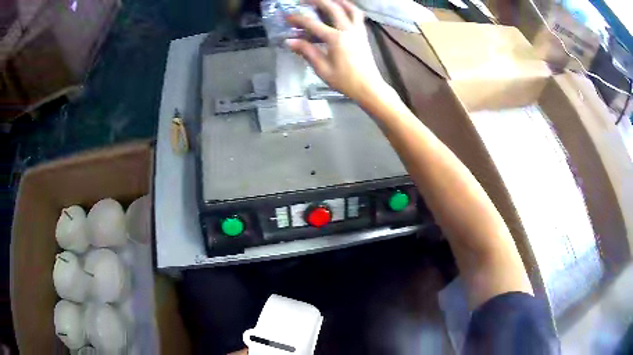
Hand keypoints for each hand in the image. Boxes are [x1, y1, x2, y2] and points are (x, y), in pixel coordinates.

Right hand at [286, 0, 389, 103]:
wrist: (369, 88)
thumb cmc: (345, 81)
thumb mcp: (322, 69)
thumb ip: (307, 52)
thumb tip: (289, 41)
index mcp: (335, 39)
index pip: (312, 24)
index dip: (298, 19)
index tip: (287, 17)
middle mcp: (348, 30)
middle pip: (333, 8)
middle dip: (318, 1)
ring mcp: (358, 31)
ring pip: (350, 9)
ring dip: (339, 2)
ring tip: (330, 0)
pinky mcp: (364, 35)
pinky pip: (358, 17)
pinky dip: (350, 10)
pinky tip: (344, 11)